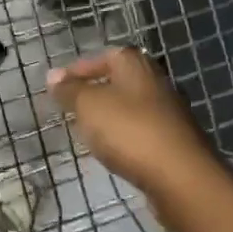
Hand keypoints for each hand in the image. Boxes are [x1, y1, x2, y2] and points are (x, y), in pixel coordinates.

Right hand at [46, 47, 219, 197]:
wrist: (180, 175)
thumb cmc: (129, 130)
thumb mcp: (89, 106)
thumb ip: (70, 90)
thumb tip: (53, 75)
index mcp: (135, 65)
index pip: (104, 56)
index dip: (79, 69)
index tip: (58, 86)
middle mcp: (155, 81)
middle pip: (119, 80)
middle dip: (95, 92)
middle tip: (71, 108)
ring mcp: (168, 112)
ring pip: (131, 107)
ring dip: (110, 116)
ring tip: (87, 132)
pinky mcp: (173, 140)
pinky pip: (141, 131)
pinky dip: (125, 137)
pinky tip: (113, 151)